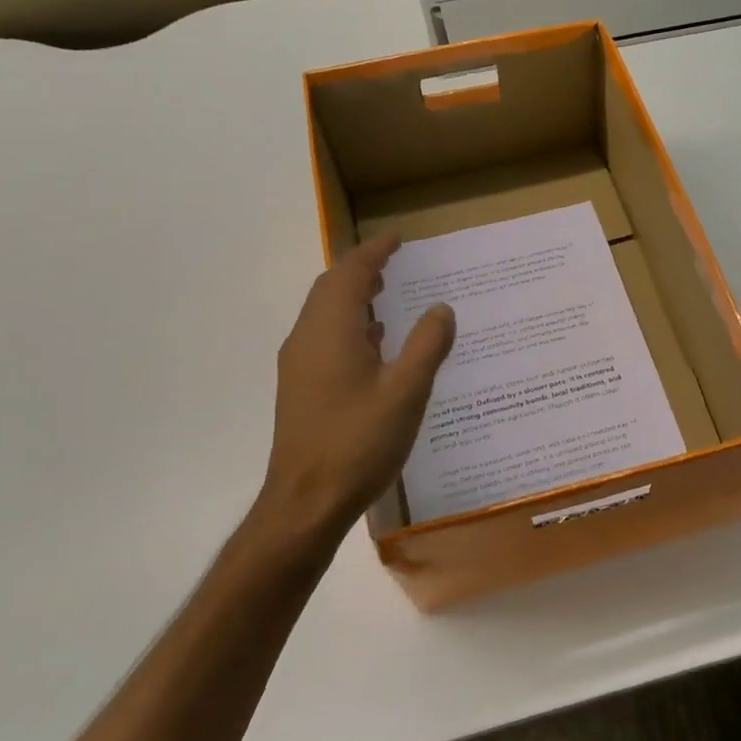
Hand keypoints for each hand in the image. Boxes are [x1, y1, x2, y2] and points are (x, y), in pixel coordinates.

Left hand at [255, 233, 455, 545]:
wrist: (306, 502)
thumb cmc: (358, 442)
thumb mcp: (406, 391)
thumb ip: (426, 345)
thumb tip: (441, 308)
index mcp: (330, 330)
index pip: (350, 273)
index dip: (375, 251)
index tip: (398, 238)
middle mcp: (307, 339)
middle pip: (330, 288)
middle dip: (360, 269)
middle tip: (393, 262)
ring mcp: (299, 365)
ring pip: (324, 314)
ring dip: (352, 297)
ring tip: (386, 294)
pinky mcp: (300, 388)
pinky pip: (324, 338)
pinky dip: (348, 325)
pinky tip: (373, 345)